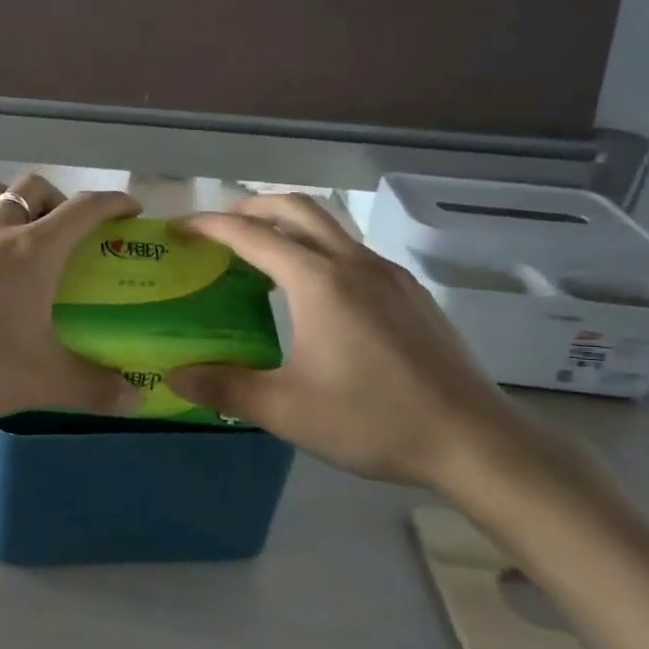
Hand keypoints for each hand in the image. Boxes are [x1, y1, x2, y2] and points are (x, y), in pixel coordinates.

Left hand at [0, 174, 143, 421]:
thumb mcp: (41, 381)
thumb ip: (93, 389)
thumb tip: (135, 400)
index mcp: (33, 250)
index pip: (84, 208)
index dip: (113, 202)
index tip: (131, 211)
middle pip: (34, 188)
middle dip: (60, 199)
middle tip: (69, 232)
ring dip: (15, 203)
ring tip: (23, 238)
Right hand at [165, 195, 544, 488]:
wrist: (474, 440)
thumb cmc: (373, 420)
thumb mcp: (286, 410)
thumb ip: (224, 388)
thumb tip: (174, 375)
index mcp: (318, 282)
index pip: (252, 235)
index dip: (210, 226)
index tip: (180, 227)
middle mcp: (354, 263)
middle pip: (297, 209)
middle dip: (251, 208)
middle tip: (219, 226)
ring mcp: (388, 275)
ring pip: (331, 226)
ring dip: (289, 225)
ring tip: (261, 253)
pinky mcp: (410, 294)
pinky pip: (353, 251)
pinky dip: (319, 249)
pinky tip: (314, 292)